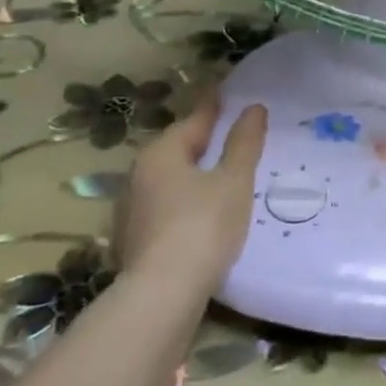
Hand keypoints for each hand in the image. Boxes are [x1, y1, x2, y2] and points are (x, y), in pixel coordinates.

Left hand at [113, 93, 266, 293]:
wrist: (161, 296)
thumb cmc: (203, 227)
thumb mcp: (233, 181)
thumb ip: (244, 143)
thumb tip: (254, 108)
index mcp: (162, 153)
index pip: (194, 119)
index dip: (213, 105)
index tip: (223, 89)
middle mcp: (139, 174)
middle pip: (177, 148)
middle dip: (201, 140)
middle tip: (228, 131)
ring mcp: (132, 209)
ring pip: (169, 179)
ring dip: (192, 172)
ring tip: (219, 172)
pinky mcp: (134, 239)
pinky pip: (165, 205)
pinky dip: (184, 199)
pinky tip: (201, 210)